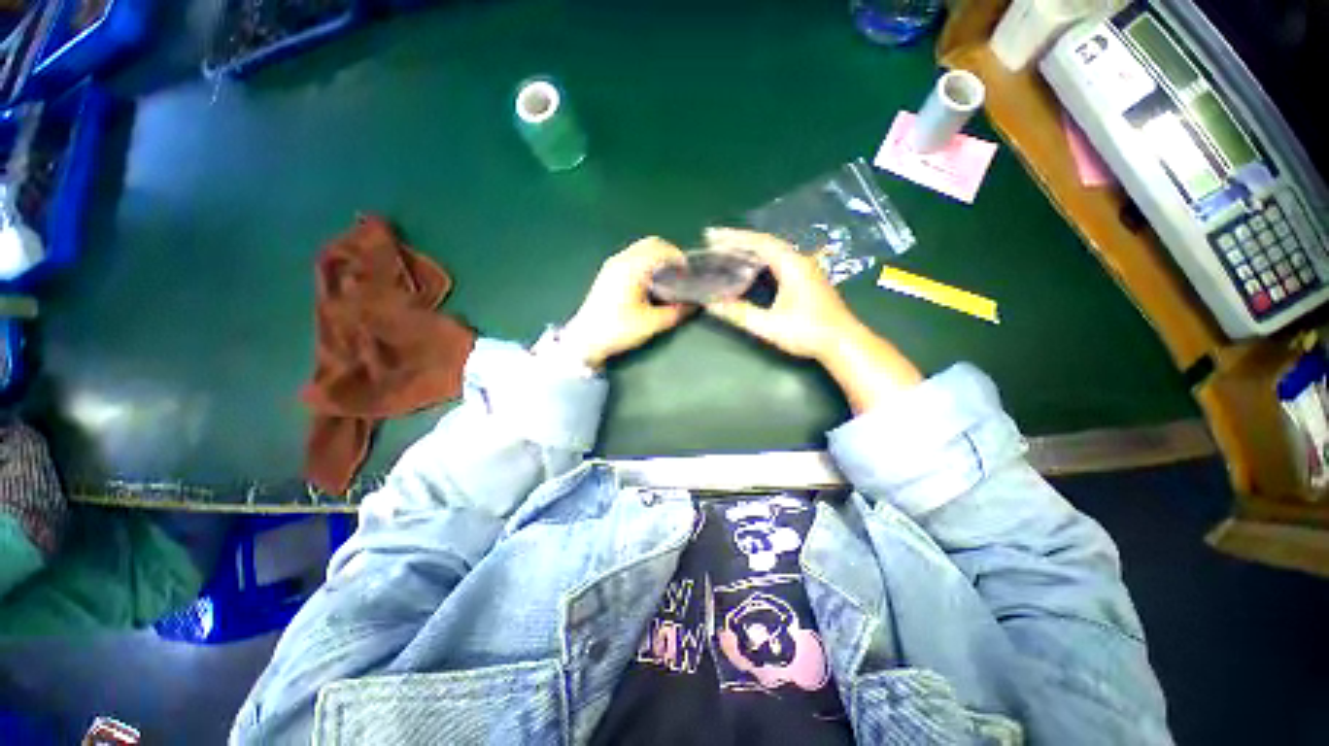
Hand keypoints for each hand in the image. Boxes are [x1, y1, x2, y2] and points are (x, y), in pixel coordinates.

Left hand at [562, 237, 689, 367]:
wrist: (586, 339)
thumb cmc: (618, 329)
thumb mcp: (651, 323)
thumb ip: (676, 312)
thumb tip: (694, 305)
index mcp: (631, 268)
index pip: (661, 249)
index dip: (679, 258)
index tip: (688, 274)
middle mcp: (621, 260)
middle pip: (651, 244)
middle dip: (670, 255)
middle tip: (681, 274)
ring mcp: (612, 265)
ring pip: (641, 250)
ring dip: (658, 258)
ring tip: (669, 279)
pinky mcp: (608, 273)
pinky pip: (632, 258)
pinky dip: (647, 263)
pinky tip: (651, 283)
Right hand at [703, 227, 920, 412]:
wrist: (843, 342)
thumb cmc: (807, 332)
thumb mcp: (768, 325)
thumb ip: (739, 313)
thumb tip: (711, 305)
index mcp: (792, 265)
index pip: (759, 243)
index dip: (734, 238)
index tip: (713, 236)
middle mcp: (799, 261)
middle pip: (766, 243)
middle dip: (739, 241)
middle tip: (715, 243)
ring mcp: (805, 269)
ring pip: (773, 251)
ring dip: (750, 249)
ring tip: (728, 251)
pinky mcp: (807, 279)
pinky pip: (779, 260)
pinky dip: (761, 259)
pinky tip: (752, 266)